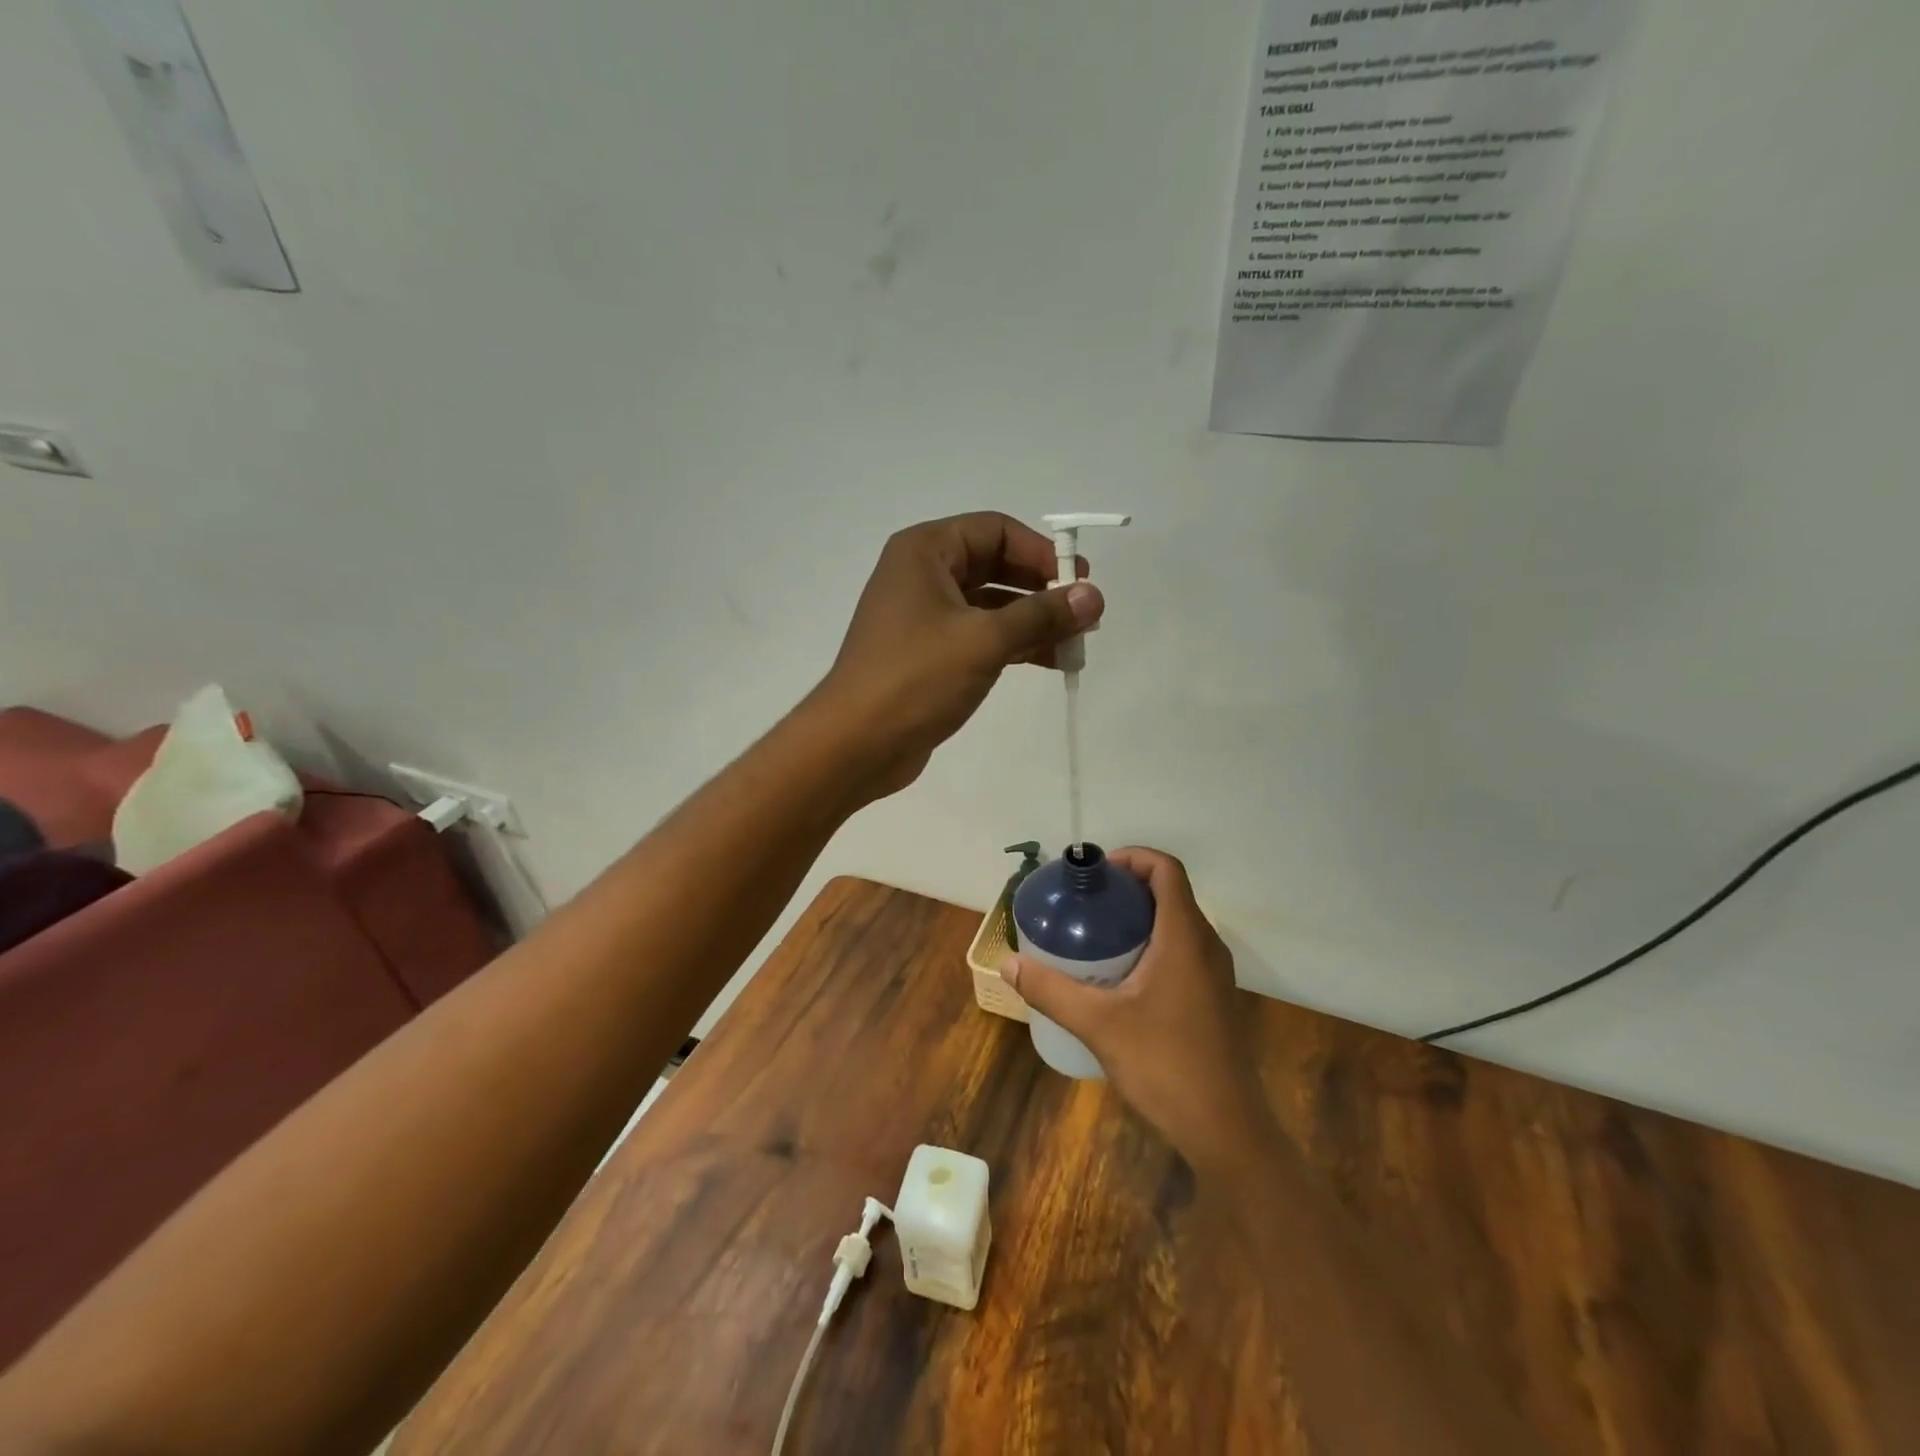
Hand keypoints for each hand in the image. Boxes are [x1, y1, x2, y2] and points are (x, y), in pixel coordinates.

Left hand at [807, 512, 1102, 798]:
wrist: (856, 743)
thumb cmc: (916, 678)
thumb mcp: (985, 640)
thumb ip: (1042, 615)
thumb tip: (1094, 596)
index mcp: (925, 552)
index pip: (996, 530)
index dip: (1041, 552)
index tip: (1079, 582)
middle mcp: (922, 575)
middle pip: (995, 566)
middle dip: (1042, 589)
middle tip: (1085, 614)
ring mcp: (924, 617)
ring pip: (991, 606)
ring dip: (1033, 621)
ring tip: (1077, 643)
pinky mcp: (929, 655)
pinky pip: (980, 636)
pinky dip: (1014, 644)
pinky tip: (1050, 661)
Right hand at [1005, 848, 1277, 1171]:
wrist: (1226, 1128)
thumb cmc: (1165, 1065)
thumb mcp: (1098, 1024)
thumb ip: (1051, 990)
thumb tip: (1008, 963)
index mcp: (1184, 936)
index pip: (1166, 869)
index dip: (1132, 857)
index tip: (1095, 873)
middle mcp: (1206, 945)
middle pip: (1170, 892)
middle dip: (1128, 888)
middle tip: (1086, 903)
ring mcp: (1215, 972)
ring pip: (1178, 922)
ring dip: (1140, 917)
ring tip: (1097, 934)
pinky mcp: (1214, 996)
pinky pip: (1183, 949)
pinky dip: (1153, 943)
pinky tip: (1121, 975)